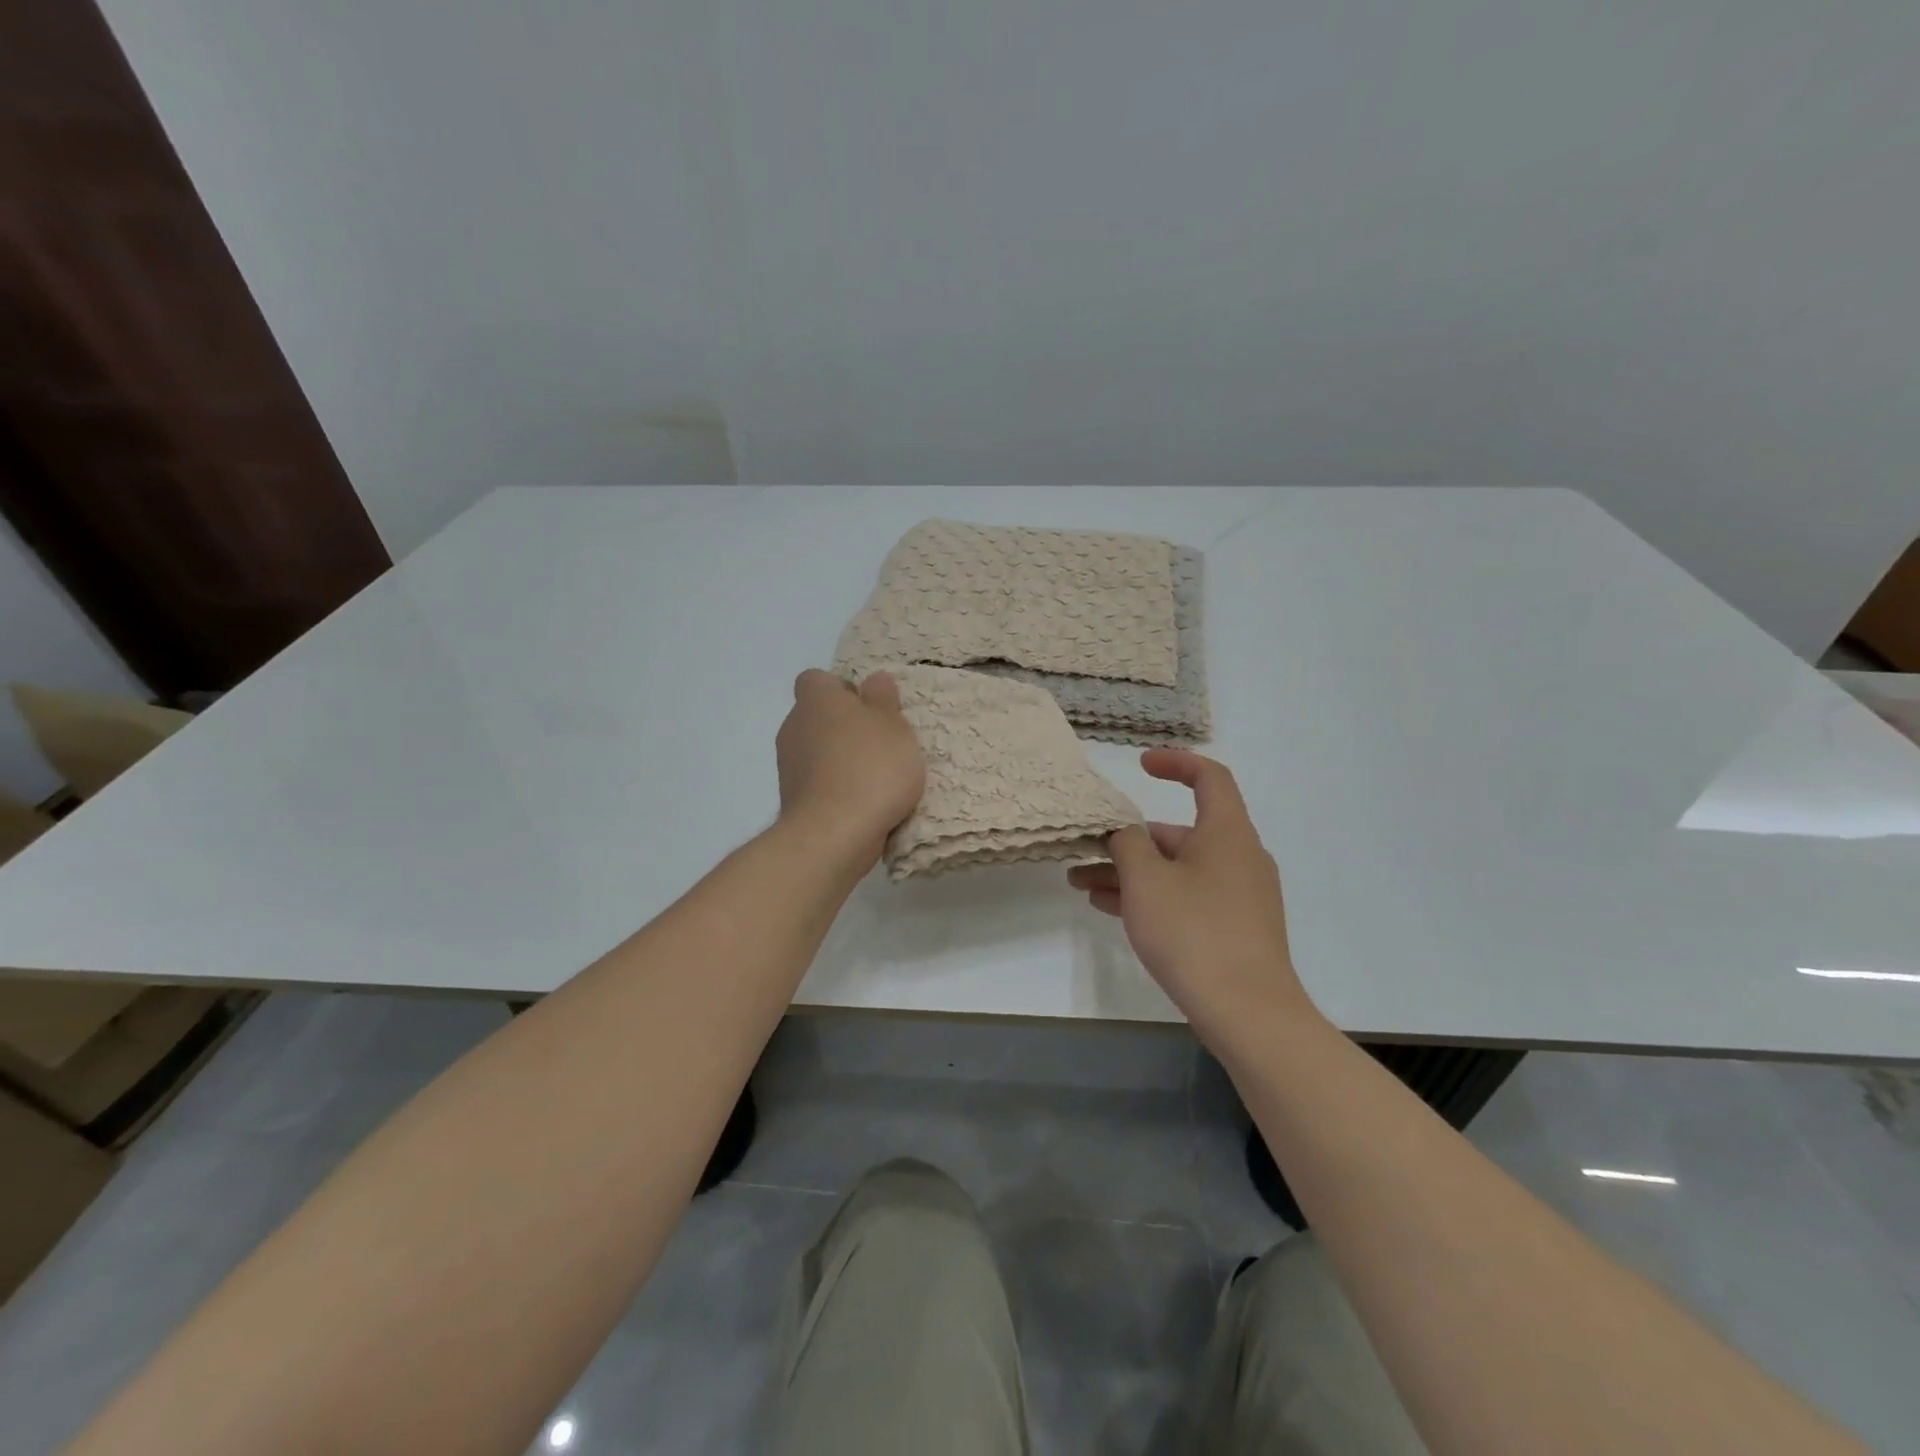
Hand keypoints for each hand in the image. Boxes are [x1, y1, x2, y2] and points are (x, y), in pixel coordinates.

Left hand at [776, 669, 925, 859]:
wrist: (834, 834)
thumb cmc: (871, 768)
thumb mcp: (893, 725)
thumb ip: (883, 699)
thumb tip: (874, 680)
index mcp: (816, 700)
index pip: (817, 680)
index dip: (842, 689)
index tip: (869, 708)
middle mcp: (794, 727)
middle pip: (817, 716)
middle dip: (844, 727)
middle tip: (880, 743)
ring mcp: (788, 766)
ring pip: (816, 751)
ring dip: (839, 759)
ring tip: (875, 778)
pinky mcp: (792, 800)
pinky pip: (816, 782)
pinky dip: (835, 788)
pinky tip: (862, 803)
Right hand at [1067, 750, 1319, 1049]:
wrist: (1248, 1012)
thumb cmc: (1194, 932)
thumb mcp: (1146, 880)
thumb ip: (1126, 842)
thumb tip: (1124, 831)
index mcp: (1227, 832)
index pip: (1209, 777)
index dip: (1176, 762)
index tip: (1141, 765)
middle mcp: (1239, 857)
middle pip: (1180, 833)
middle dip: (1128, 840)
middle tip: (1086, 850)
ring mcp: (1239, 895)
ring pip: (1177, 870)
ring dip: (1130, 873)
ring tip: (1081, 885)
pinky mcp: (1234, 928)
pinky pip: (1186, 897)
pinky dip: (1151, 897)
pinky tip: (1108, 908)